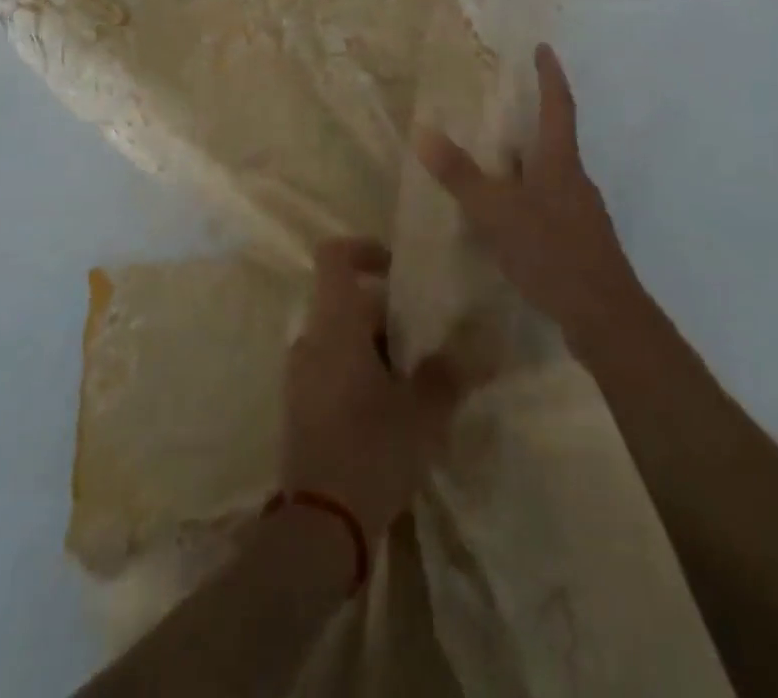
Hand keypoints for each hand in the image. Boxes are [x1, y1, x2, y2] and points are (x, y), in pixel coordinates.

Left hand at [282, 239, 460, 540]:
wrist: (319, 526)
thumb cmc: (371, 450)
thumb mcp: (422, 411)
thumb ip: (448, 372)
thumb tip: (477, 346)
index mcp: (334, 325)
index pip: (334, 257)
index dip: (364, 250)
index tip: (397, 268)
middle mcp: (310, 339)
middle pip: (347, 302)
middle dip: (388, 314)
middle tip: (428, 341)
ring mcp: (300, 375)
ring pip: (342, 339)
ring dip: (377, 348)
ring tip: (417, 381)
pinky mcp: (300, 407)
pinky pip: (332, 369)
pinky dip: (360, 373)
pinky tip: (393, 411)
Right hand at [416, 43, 642, 348]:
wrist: (605, 317)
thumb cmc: (551, 252)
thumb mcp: (497, 212)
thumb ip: (461, 175)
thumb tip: (423, 131)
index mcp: (560, 162)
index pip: (558, 106)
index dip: (550, 76)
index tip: (543, 49)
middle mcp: (575, 180)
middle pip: (555, 139)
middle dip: (532, 120)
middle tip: (502, 107)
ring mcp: (581, 212)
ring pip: (551, 174)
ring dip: (527, 162)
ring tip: (496, 161)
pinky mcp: (579, 240)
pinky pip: (550, 203)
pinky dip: (528, 196)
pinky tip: (509, 217)